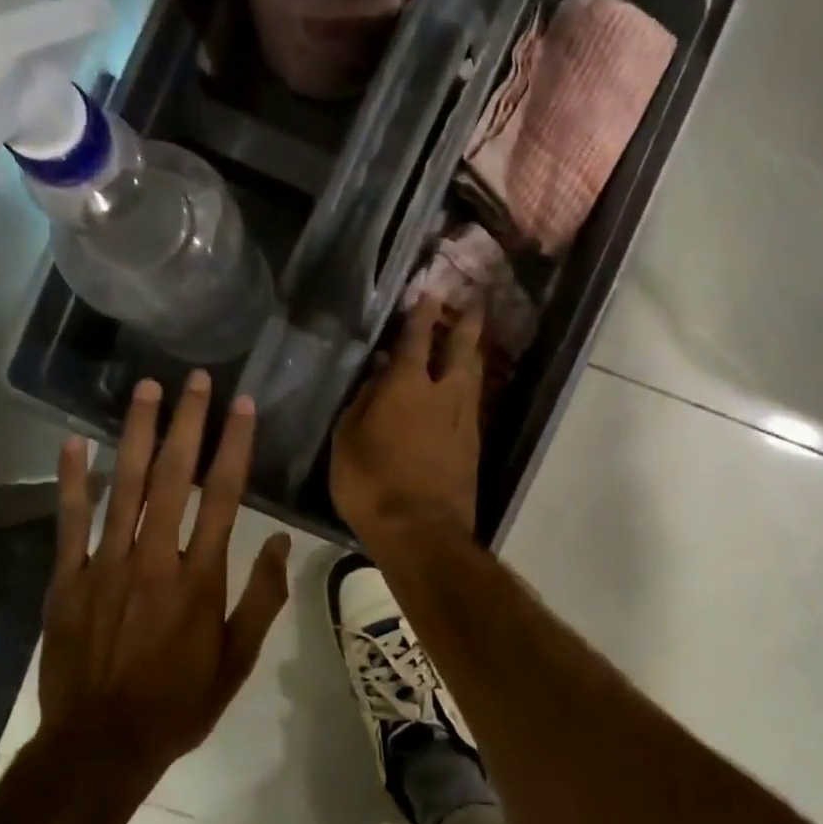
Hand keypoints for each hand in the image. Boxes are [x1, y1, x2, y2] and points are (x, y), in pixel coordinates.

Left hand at [39, 371, 291, 780]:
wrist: (101, 744)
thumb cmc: (180, 703)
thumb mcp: (238, 660)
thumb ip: (260, 598)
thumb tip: (276, 541)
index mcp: (200, 578)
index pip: (223, 496)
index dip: (234, 446)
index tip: (242, 405)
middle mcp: (154, 559)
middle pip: (172, 477)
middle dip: (185, 423)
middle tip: (192, 379)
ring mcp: (105, 565)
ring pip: (122, 487)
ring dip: (134, 434)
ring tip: (144, 390)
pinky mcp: (67, 580)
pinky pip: (70, 521)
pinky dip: (72, 481)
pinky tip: (73, 444)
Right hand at [332, 296, 483, 544]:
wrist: (422, 532)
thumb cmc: (372, 485)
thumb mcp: (348, 442)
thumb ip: (363, 401)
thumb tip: (378, 372)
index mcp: (407, 388)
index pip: (416, 339)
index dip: (422, 314)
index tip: (431, 291)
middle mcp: (443, 395)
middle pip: (460, 349)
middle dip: (465, 323)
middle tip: (474, 302)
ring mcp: (463, 421)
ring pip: (473, 376)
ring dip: (472, 353)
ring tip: (472, 340)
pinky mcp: (473, 446)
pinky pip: (473, 403)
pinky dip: (469, 386)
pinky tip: (465, 387)